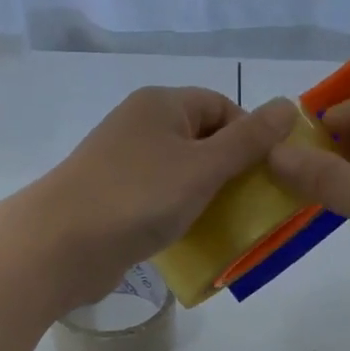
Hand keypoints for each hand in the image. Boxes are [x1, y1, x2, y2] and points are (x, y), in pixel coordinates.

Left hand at [26, 86, 297, 310]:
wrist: (61, 245)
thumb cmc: (139, 197)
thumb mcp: (203, 167)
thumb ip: (248, 141)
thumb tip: (289, 106)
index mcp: (161, 105)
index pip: (221, 106)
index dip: (250, 137)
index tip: (267, 176)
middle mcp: (141, 126)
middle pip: (202, 140)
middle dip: (231, 171)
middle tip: (253, 206)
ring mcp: (124, 164)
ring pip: (181, 174)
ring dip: (207, 197)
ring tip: (228, 226)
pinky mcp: (114, 199)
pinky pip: (159, 200)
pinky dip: (180, 215)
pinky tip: (192, 238)